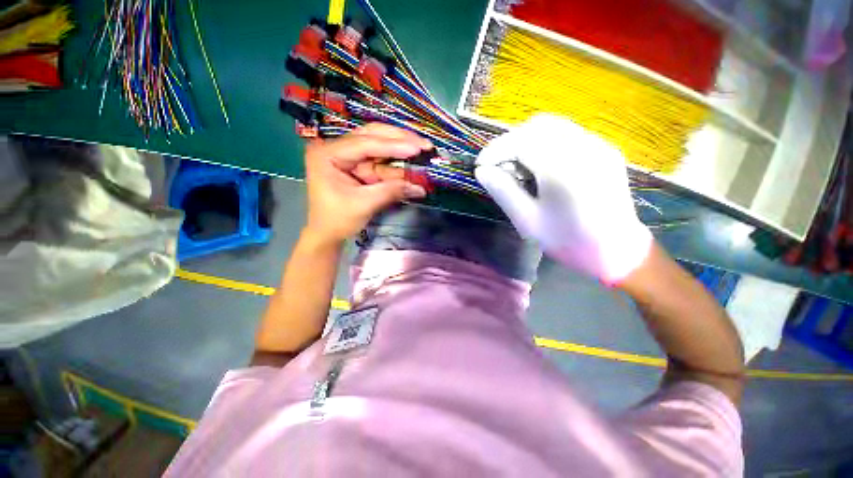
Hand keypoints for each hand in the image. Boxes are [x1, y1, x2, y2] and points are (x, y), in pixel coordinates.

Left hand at [303, 123, 430, 244]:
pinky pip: (381, 160)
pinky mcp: (358, 165)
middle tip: (424, 144)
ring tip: (423, 148)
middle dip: (399, 140)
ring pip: (379, 144)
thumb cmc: (337, 220)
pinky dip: (397, 162)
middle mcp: (337, 148)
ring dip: (401, 148)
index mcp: (327, 154)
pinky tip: (413, 161)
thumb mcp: (364, 205)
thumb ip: (391, 191)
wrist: (327, 234)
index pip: (365, 144)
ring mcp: (348, 155)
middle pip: (372, 135)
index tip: (417, 148)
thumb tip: (420, 187)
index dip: (393, 146)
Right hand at [475, 114, 651, 284]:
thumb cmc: (568, 241)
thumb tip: (482, 171)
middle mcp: (585, 147)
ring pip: (553, 125)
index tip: (480, 165)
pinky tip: (539, 165)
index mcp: (564, 169)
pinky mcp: (604, 149)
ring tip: (516, 165)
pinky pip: (567, 134)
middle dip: (510, 141)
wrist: (617, 251)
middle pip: (538, 125)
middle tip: (498, 165)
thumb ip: (503, 192)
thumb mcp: (527, 221)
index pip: (521, 141)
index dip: (495, 149)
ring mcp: (598, 145)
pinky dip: (544, 142)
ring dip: (526, 139)